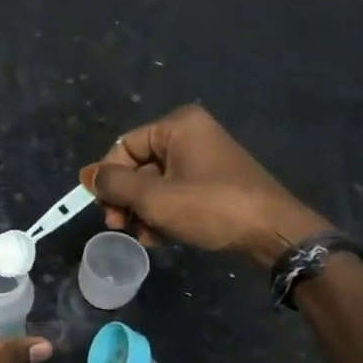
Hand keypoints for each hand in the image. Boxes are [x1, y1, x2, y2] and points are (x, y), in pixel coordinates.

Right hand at [92, 104, 327, 266]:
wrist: (274, 233)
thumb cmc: (211, 207)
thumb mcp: (154, 198)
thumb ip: (114, 185)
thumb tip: (87, 175)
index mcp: (178, 125)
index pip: (124, 146)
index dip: (109, 179)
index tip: (106, 211)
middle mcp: (191, 134)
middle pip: (139, 165)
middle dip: (126, 199)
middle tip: (120, 226)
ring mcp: (205, 158)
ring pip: (155, 183)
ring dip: (142, 211)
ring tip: (144, 237)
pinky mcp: (214, 182)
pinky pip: (175, 192)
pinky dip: (163, 213)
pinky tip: (160, 238)